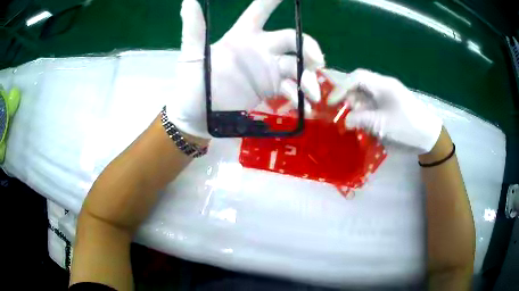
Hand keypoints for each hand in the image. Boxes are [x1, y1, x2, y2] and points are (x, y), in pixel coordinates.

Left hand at [167, 0, 324, 138]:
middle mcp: (259, 49)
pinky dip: (300, 98)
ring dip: (308, 78)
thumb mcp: (192, 56)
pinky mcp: (270, 90)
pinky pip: (291, 90)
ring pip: (296, 66)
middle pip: (292, 40)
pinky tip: (304, 107)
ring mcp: (267, 70)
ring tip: (312, 94)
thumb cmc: (192, 85)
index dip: (272, 1)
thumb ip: (194, 29)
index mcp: (241, 36)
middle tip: (316, 62)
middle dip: (307, 47)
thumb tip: (188, 1)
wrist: (197, 117)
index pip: (260, 12)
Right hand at [328, 69, 441, 153]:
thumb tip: (345, 121)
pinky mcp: (387, 105)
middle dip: (346, 96)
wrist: (428, 136)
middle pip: (358, 84)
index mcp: (383, 85)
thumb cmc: (408, 127)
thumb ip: (362, 120)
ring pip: (363, 94)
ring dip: (353, 105)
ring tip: (346, 119)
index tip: (331, 102)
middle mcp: (383, 86)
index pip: (357, 77)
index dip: (341, 87)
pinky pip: (370, 104)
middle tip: (336, 111)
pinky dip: (362, 112)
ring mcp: (385, 96)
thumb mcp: (384, 125)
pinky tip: (358, 122)